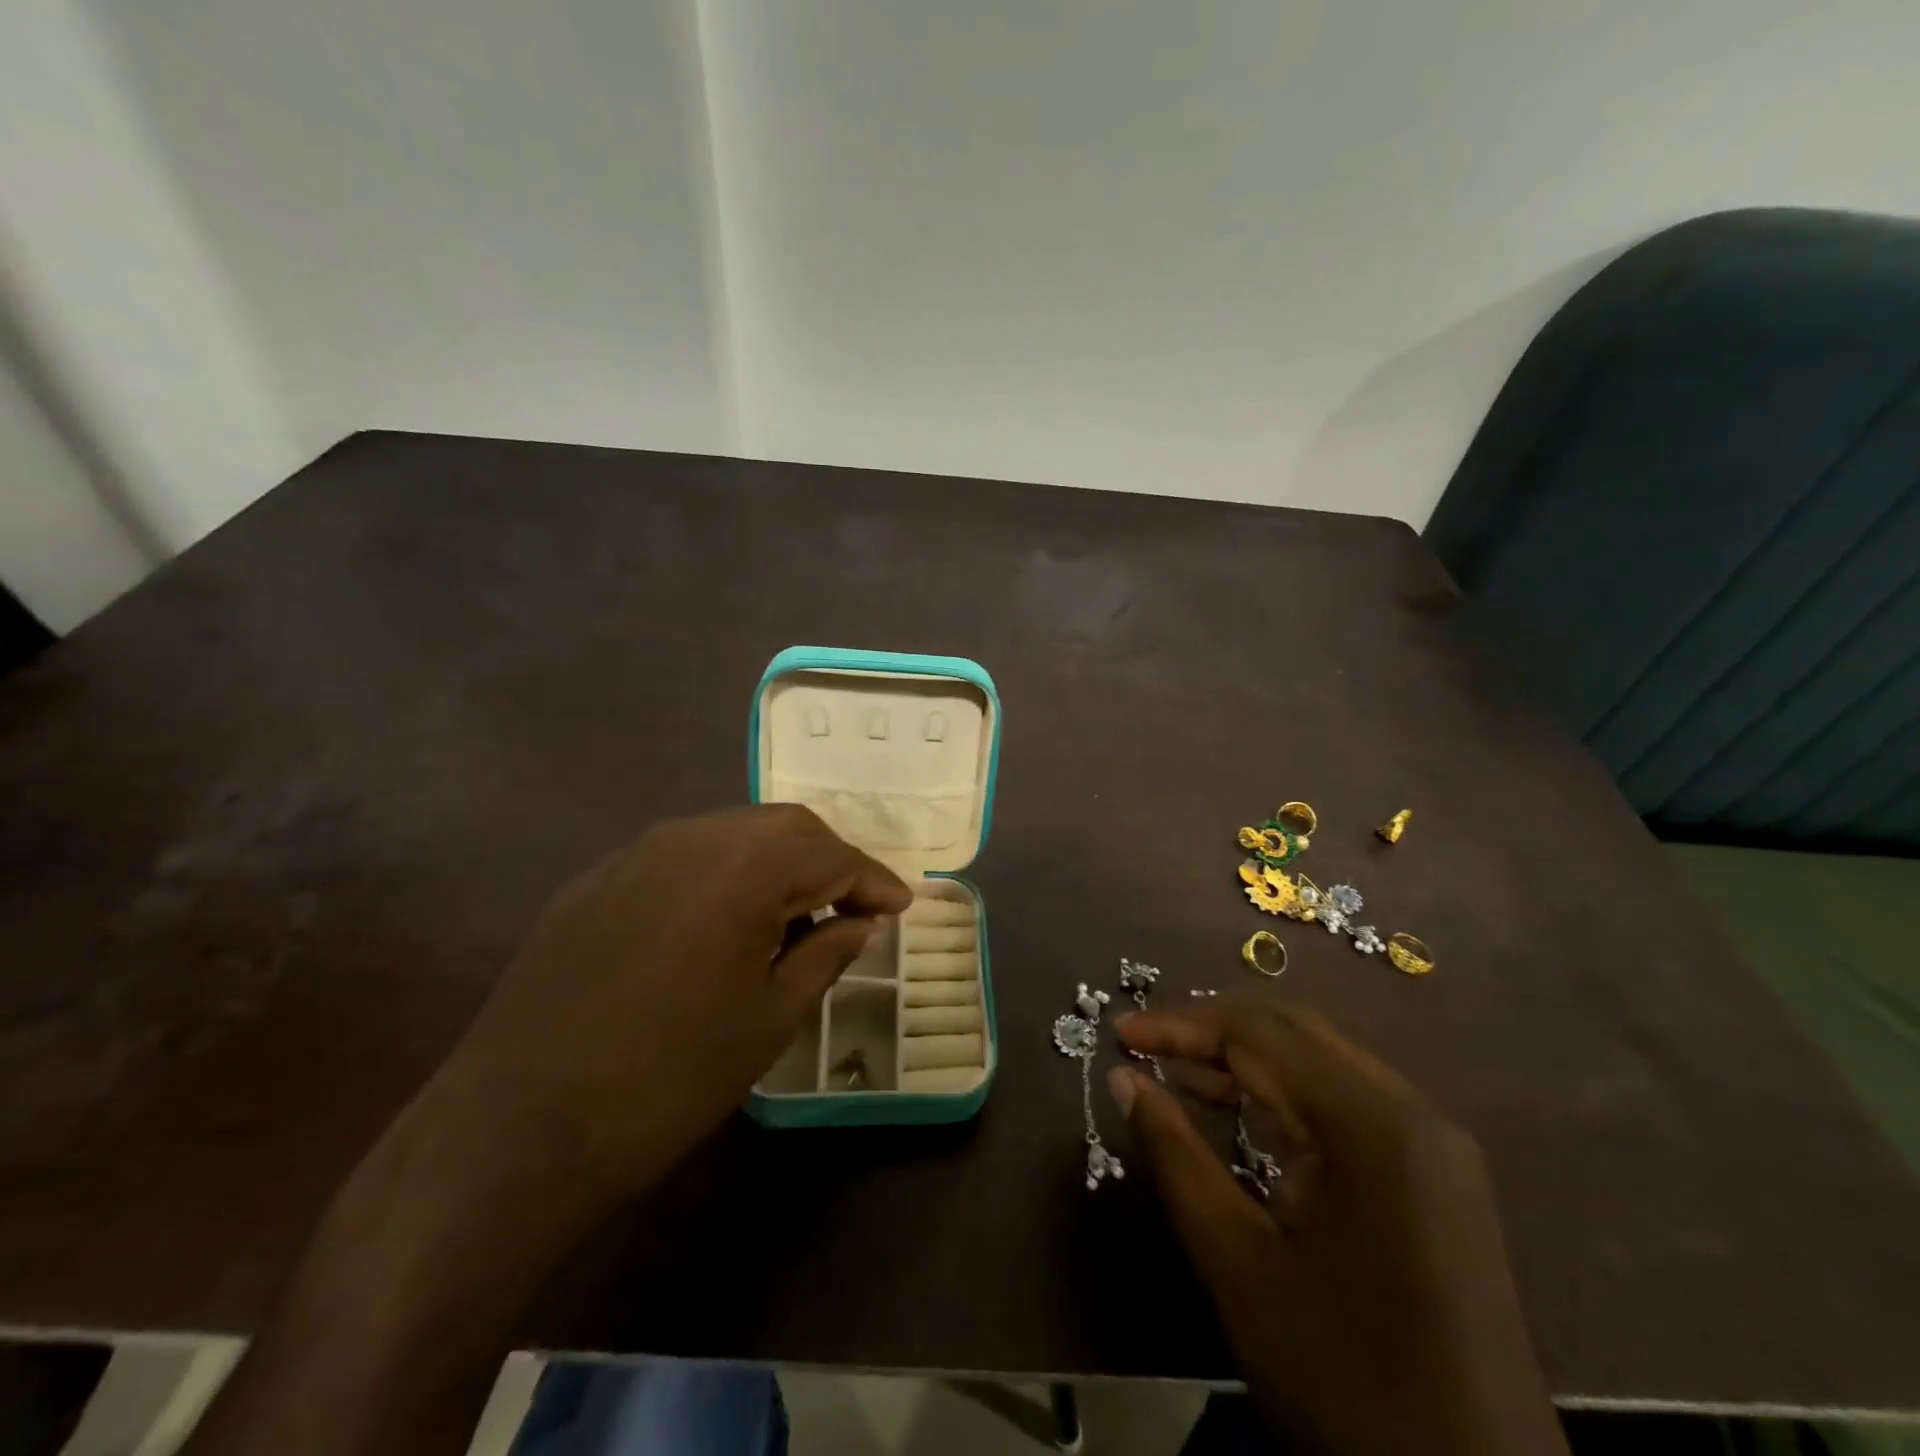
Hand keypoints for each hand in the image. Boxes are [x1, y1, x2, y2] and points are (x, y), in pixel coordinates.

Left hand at [425, 805, 910, 1211]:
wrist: (518, 1128)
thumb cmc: (669, 1078)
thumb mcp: (770, 1019)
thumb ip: (827, 954)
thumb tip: (861, 922)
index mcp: (742, 867)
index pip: (831, 855)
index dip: (874, 880)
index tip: (902, 906)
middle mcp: (692, 837)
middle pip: (785, 827)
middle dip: (830, 860)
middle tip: (855, 905)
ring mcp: (637, 853)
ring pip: (733, 833)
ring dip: (778, 862)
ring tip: (797, 913)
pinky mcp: (598, 879)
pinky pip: (684, 856)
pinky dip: (725, 873)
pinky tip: (725, 920)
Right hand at [1112, 1000, 1565, 1455]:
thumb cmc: (1344, 1380)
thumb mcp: (1238, 1263)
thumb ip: (1175, 1155)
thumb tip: (1123, 1080)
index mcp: (1370, 1125)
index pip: (1257, 1035)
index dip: (1180, 1025)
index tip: (1118, 1034)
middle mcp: (1410, 1112)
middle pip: (1292, 1033)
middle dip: (1211, 1031)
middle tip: (1144, 1048)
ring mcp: (1432, 1142)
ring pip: (1319, 1061)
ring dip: (1246, 1059)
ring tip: (1177, 1075)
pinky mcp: (1436, 1173)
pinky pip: (1345, 1100)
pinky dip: (1284, 1092)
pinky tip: (1242, 1111)